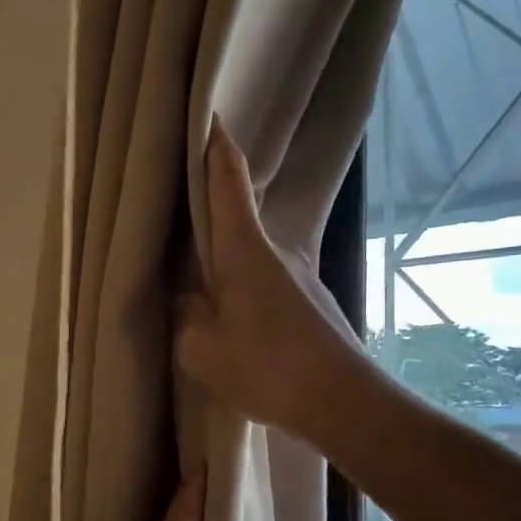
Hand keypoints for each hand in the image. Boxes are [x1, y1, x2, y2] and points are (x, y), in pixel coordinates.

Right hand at [176, 119, 364, 437]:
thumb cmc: (266, 367)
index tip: (206, 116)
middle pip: (238, 214)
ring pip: (251, 255)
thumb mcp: (200, 347)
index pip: (228, 180)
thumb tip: (189, 298)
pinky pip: (265, 283)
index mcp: (244, 248)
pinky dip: (243, 287)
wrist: (344, 404)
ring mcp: (299, 277)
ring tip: (196, 279)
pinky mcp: (310, 304)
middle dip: (209, 208)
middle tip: (176, 213)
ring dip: (225, 258)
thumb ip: (185, 315)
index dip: (215, 146)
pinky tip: (231, 319)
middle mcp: (277, 250)